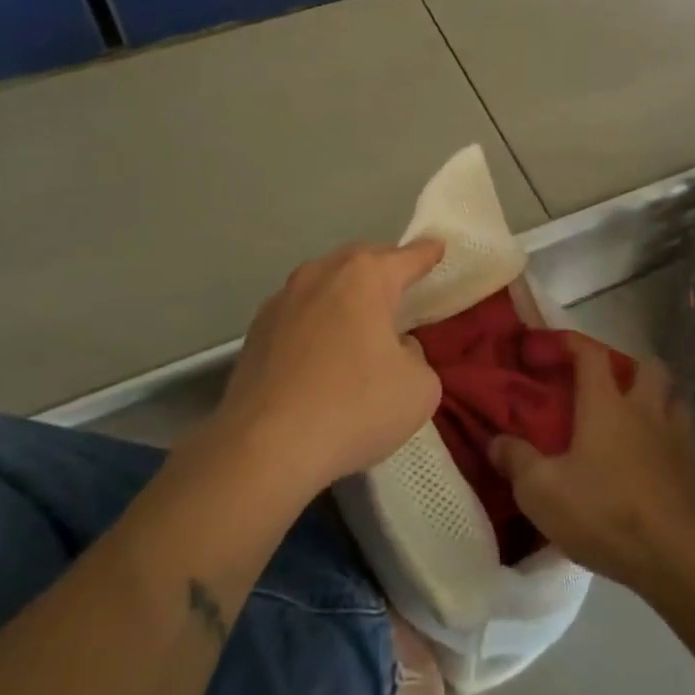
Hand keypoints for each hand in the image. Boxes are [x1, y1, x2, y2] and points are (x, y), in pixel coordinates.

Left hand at [215, 240, 445, 496]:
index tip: (438, 247)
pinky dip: (317, 321)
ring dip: (345, 294)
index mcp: (365, 277)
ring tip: (360, 317)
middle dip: (383, 268)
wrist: (264, 447)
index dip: (427, 254)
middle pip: (360, 260)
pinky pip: (299, 313)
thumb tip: (395, 348)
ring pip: (324, 283)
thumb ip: (417, 356)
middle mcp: (320, 274)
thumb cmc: (354, 407)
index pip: (407, 257)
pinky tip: (321, 350)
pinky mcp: (256, 331)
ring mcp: (282, 300)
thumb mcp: (419, 388)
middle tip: (402, 284)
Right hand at [489, 335, 694, 596]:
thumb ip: (517, 461)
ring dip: (658, 399)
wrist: (678, 558)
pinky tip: (654, 459)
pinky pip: (684, 437)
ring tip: (638, 418)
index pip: (591, 354)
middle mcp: (645, 410)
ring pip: (674, 398)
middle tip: (609, 384)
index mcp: (606, 404)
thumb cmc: (605, 512)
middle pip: (648, 366)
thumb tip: (496, 442)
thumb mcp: (542, 492)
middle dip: (630, 366)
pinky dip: (670, 438)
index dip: (572, 342)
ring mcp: (677, 438)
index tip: (553, 343)